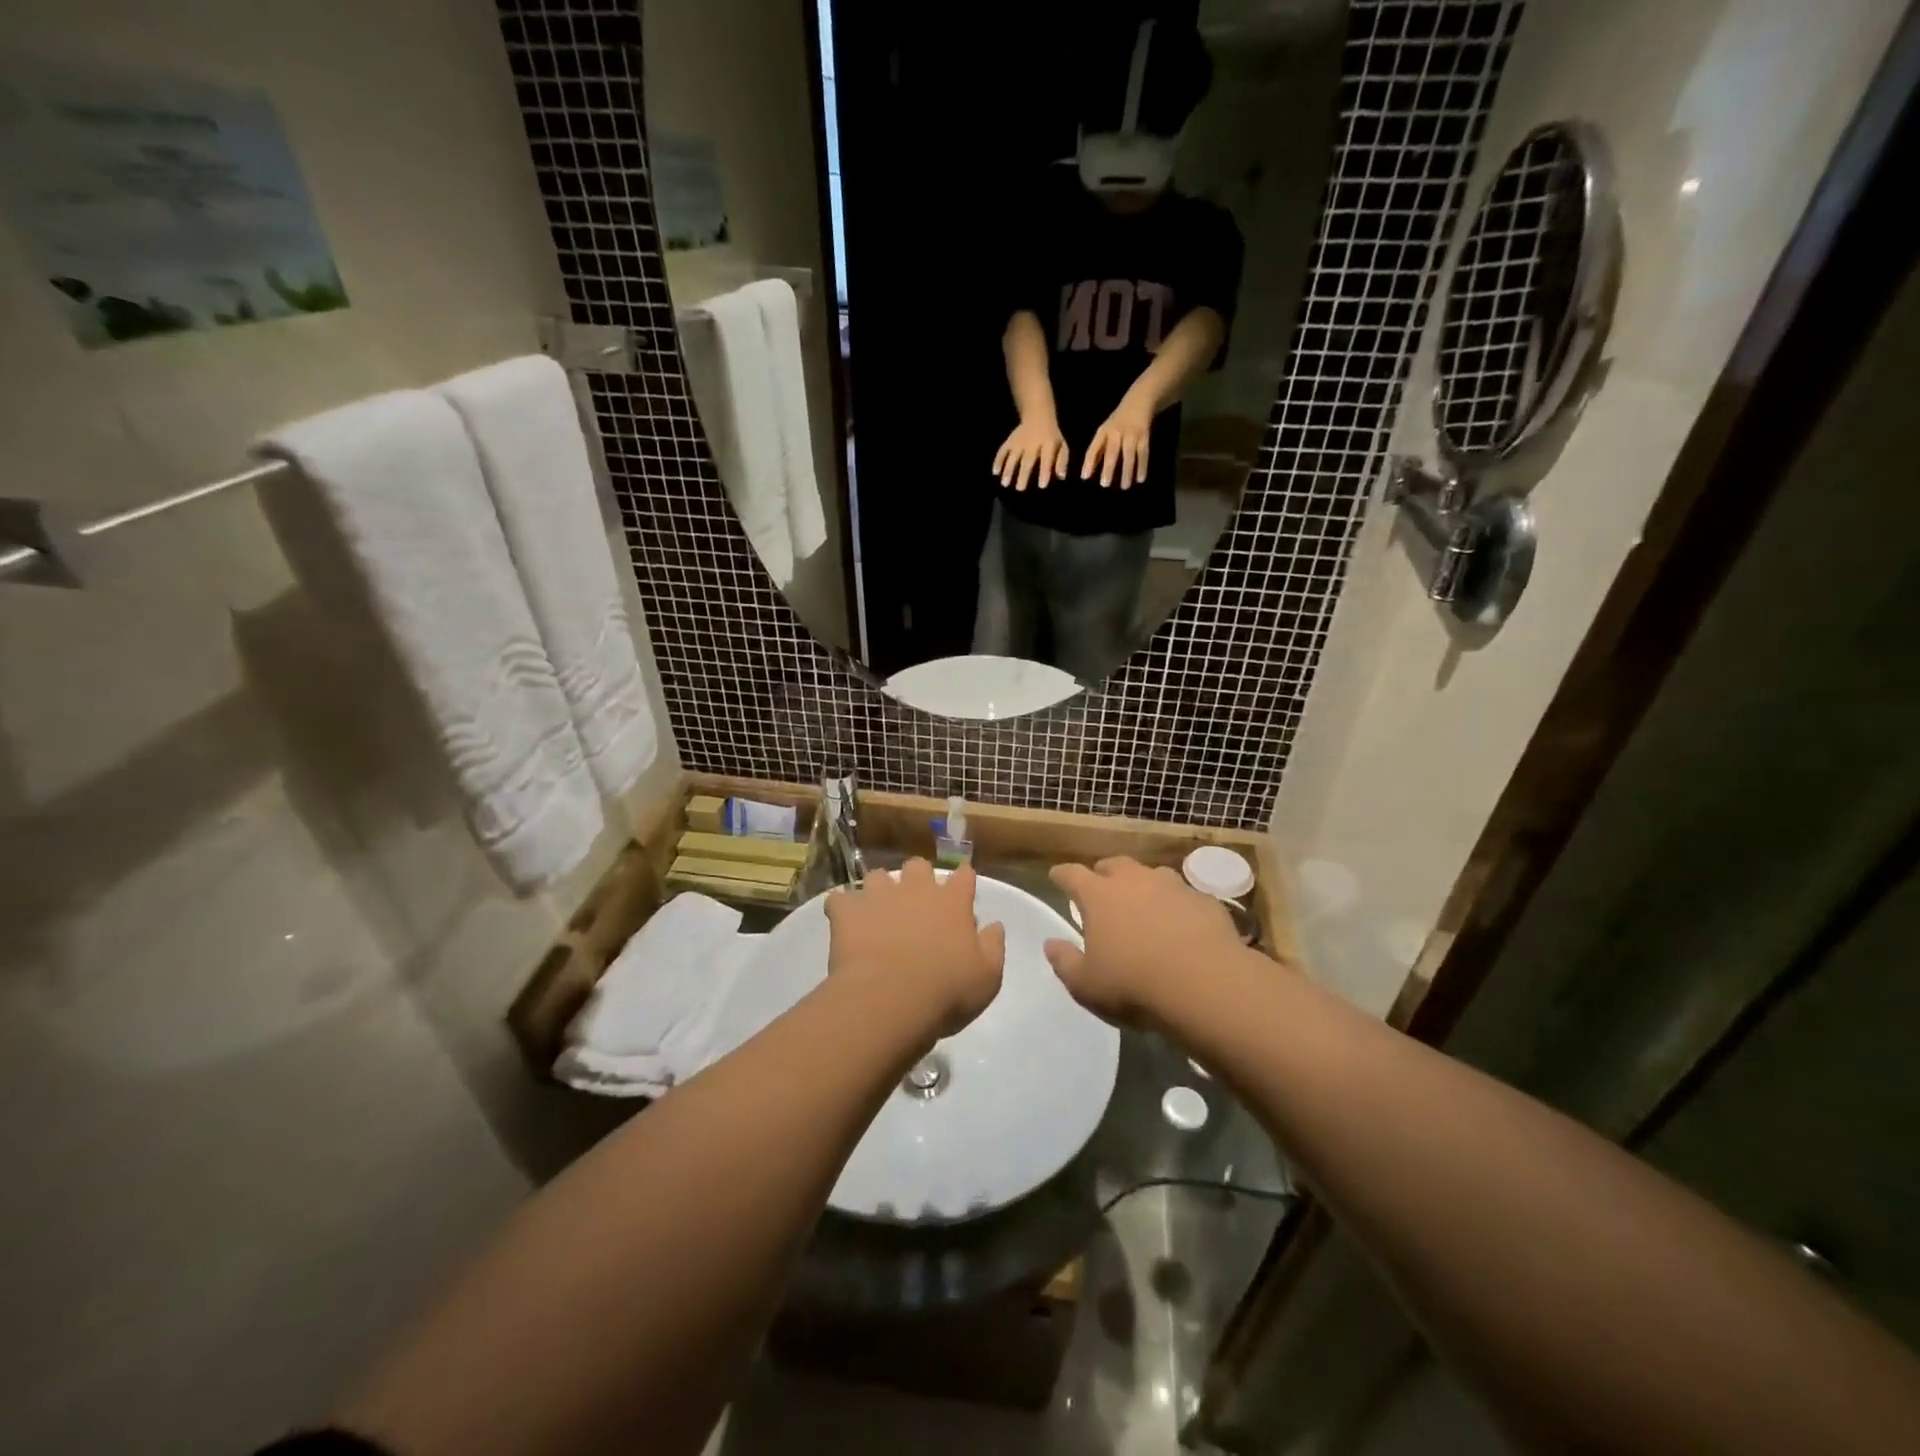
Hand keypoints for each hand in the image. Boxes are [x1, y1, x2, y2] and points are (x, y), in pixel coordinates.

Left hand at [826, 859, 1005, 1037]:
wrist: (890, 1000)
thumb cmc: (947, 992)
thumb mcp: (987, 977)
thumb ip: (993, 946)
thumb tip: (994, 925)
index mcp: (953, 902)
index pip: (964, 876)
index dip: (963, 882)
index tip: (962, 894)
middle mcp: (917, 889)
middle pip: (918, 866)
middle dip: (917, 879)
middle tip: (916, 905)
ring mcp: (879, 896)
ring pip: (878, 876)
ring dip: (879, 890)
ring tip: (877, 913)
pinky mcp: (847, 911)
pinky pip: (839, 900)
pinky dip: (841, 909)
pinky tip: (843, 923)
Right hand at [993, 416, 1068, 490]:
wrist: (1038, 415)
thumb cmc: (1052, 437)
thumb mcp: (1062, 446)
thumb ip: (1062, 461)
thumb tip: (1061, 476)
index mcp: (1048, 444)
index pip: (1046, 459)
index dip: (1044, 472)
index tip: (1042, 486)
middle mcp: (1032, 442)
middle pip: (1027, 460)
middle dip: (1023, 474)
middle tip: (1019, 489)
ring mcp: (1019, 441)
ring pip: (1013, 456)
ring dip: (1008, 470)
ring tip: (1004, 483)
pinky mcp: (1010, 441)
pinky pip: (1002, 450)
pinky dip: (998, 461)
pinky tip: (995, 472)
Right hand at [1044, 857, 1244, 1025]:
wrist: (1206, 985)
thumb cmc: (1134, 984)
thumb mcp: (1086, 984)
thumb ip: (1064, 961)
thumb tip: (1051, 944)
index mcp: (1098, 895)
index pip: (1072, 874)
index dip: (1062, 875)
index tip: (1056, 877)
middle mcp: (1134, 880)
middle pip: (1114, 864)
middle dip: (1104, 873)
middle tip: (1101, 889)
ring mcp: (1173, 886)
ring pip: (1152, 874)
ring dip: (1143, 885)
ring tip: (1143, 905)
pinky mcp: (1204, 900)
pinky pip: (1184, 896)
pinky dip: (1177, 905)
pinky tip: (1181, 925)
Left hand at [1081, 390, 1153, 488]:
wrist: (1139, 401)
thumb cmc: (1117, 422)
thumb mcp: (1105, 432)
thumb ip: (1097, 452)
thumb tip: (1087, 473)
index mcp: (1104, 432)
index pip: (1094, 448)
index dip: (1089, 462)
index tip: (1085, 477)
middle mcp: (1117, 433)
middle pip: (1112, 452)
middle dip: (1108, 468)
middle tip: (1105, 484)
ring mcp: (1132, 434)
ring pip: (1129, 455)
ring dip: (1126, 471)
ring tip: (1124, 487)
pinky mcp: (1144, 436)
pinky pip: (1143, 454)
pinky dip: (1142, 467)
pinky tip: (1140, 479)